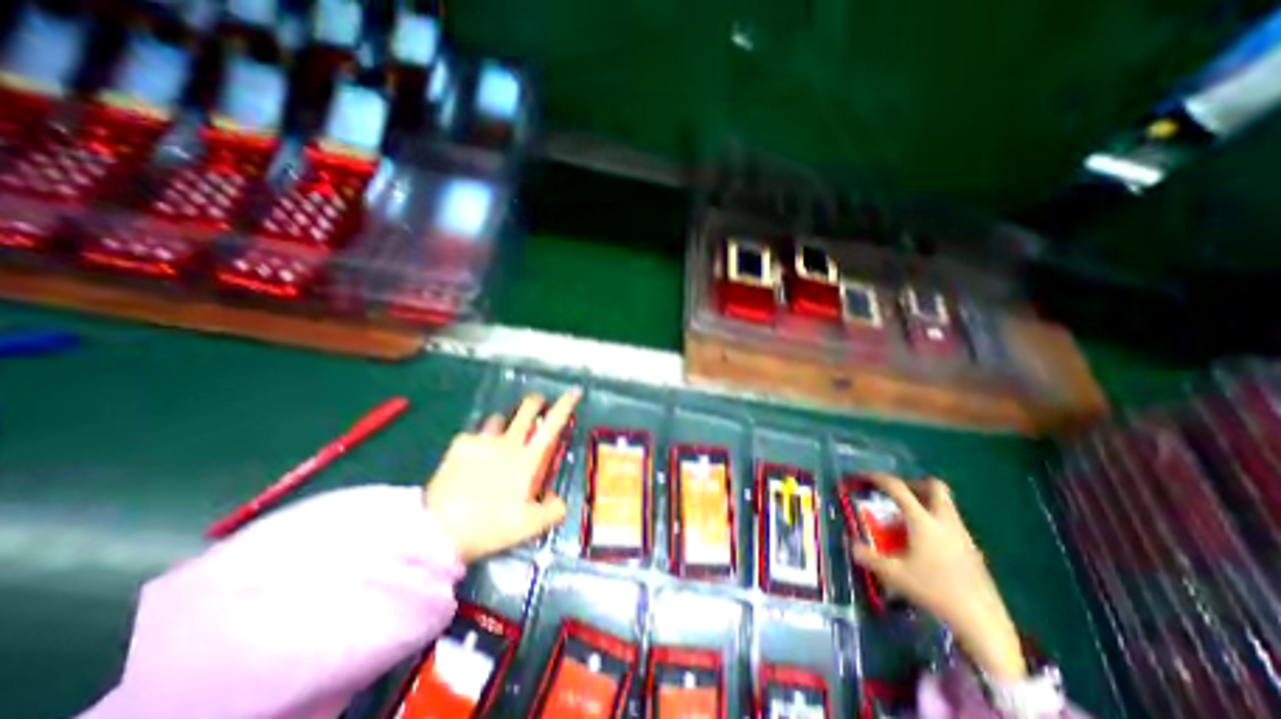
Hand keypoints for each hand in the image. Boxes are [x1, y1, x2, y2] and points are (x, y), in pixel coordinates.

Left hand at [423, 388, 582, 562]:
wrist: (439, 530)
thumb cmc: (490, 525)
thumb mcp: (529, 526)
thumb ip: (552, 510)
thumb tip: (558, 499)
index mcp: (527, 459)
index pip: (553, 424)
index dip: (566, 405)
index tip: (574, 391)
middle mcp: (507, 443)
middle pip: (526, 409)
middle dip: (535, 402)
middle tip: (538, 405)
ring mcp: (482, 442)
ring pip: (498, 419)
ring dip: (504, 424)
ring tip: (500, 437)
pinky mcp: (458, 447)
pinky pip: (472, 435)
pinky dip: (477, 442)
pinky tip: (471, 457)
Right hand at [848, 475, 1026, 680]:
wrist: (983, 623)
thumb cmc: (935, 591)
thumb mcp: (893, 574)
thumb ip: (867, 556)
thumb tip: (851, 543)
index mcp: (923, 521)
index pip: (897, 487)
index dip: (877, 477)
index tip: (862, 476)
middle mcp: (944, 521)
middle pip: (933, 486)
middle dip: (912, 483)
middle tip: (896, 494)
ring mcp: (962, 534)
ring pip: (945, 503)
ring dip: (925, 501)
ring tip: (906, 517)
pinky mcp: (973, 550)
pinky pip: (951, 521)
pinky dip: (935, 520)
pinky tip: (925, 541)